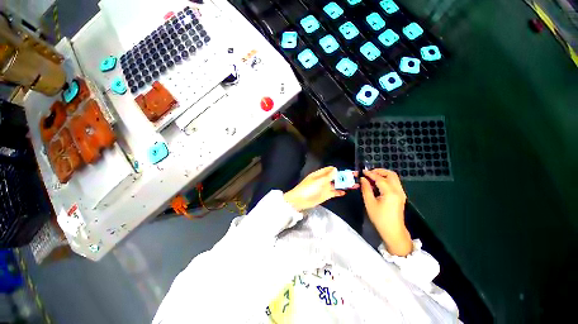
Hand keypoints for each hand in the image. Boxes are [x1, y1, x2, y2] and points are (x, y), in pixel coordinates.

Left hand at [284, 167, 356, 211]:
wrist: (299, 201)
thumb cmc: (308, 189)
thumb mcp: (318, 181)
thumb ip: (328, 176)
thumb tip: (336, 169)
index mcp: (320, 174)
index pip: (331, 169)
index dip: (339, 170)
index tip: (349, 171)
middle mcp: (324, 180)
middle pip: (336, 177)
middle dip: (345, 177)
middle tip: (356, 177)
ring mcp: (325, 188)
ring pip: (336, 185)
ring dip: (344, 184)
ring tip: (355, 185)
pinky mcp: (326, 195)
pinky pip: (334, 192)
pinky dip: (339, 192)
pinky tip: (345, 192)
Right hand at [360, 169, 412, 255]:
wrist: (393, 231)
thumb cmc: (379, 218)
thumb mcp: (369, 203)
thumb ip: (366, 189)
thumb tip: (363, 179)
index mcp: (390, 192)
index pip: (380, 178)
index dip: (370, 174)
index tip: (362, 171)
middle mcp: (398, 191)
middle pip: (391, 174)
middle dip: (379, 171)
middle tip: (369, 173)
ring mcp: (401, 193)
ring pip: (394, 178)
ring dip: (383, 175)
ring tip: (372, 177)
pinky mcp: (401, 196)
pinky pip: (394, 183)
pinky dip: (386, 180)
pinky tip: (378, 183)